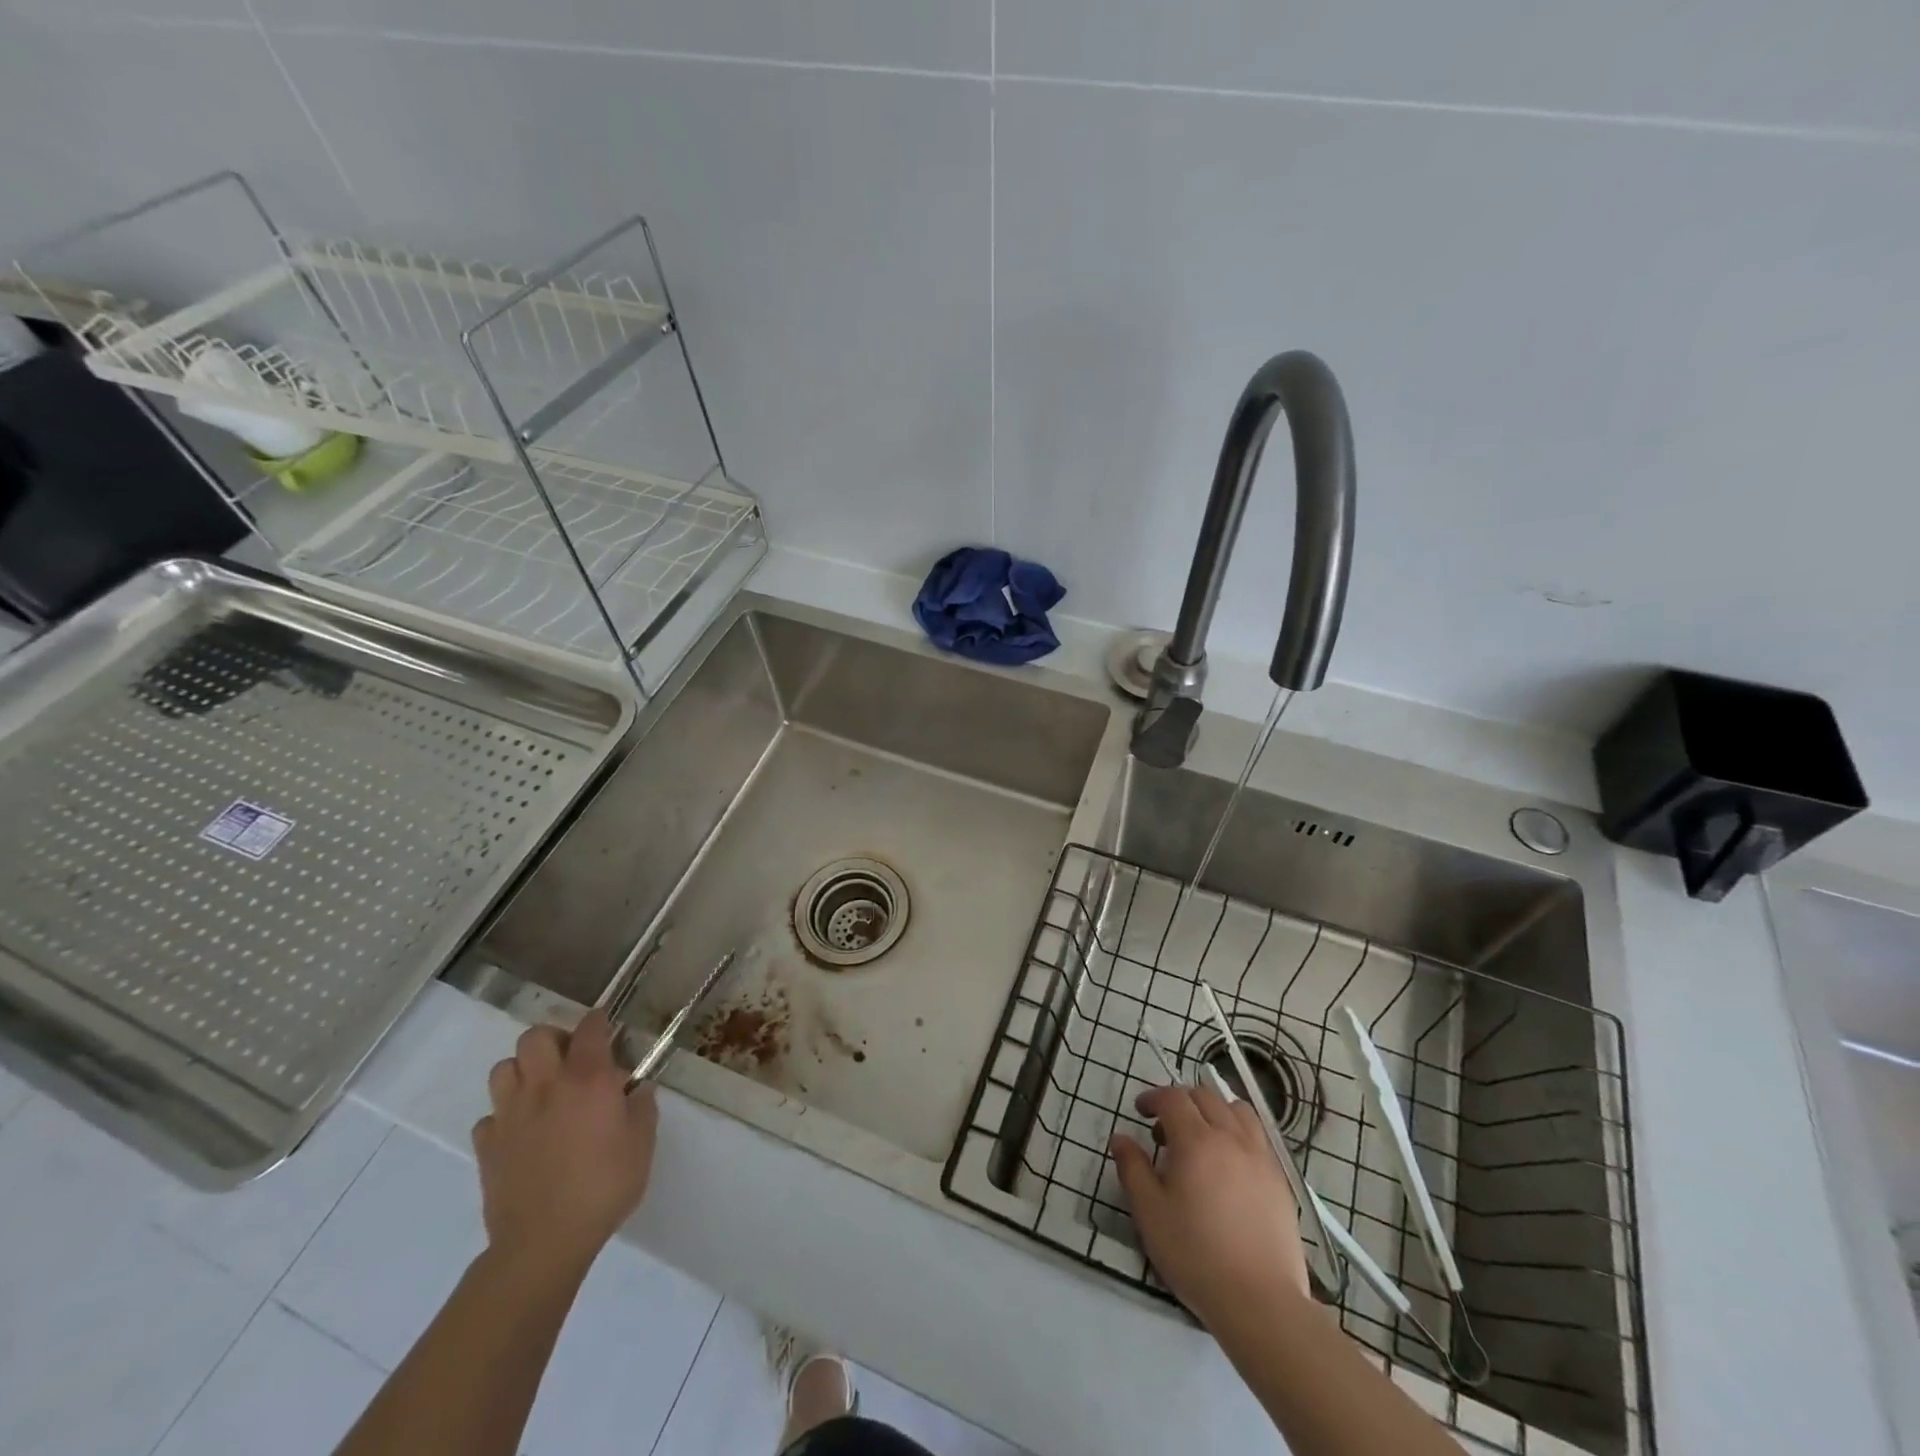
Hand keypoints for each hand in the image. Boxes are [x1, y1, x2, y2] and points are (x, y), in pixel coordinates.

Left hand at [472, 1009, 657, 1283]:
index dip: (598, 1021)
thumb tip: (636, 1089)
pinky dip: (504, 1117)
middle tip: (570, 1060)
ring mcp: (510, 1114)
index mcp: (588, 1079)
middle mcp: (546, 1086)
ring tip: (541, 1091)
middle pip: (535, 1036)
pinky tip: (521, 1133)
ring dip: (523, 1071)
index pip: (590, 1028)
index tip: (605, 1026)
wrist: (543, 1242)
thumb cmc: (603, 1186)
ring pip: (504, 1068)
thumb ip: (642, 1107)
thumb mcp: (642, 1143)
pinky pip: (489, 1116)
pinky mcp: (487, 1145)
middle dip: (553, 1039)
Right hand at [1110, 1083, 1309, 1330]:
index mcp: (1196, 1140)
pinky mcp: (1280, 1179)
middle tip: (1165, 1130)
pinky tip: (1229, 1162)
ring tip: (1202, 1138)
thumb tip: (1121, 1138)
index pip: (1173, 1098)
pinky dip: (1238, 1131)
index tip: (1140, 1112)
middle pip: (1205, 1097)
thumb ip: (1132, 1168)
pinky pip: (1258, 1135)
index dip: (1153, 1097)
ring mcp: (1261, 1156)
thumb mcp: (1149, 1213)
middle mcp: (1231, 1137)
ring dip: (1214, 1111)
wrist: (1260, 1301)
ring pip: (1237, 1110)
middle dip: (1181, 1102)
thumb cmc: (1195, 1254)